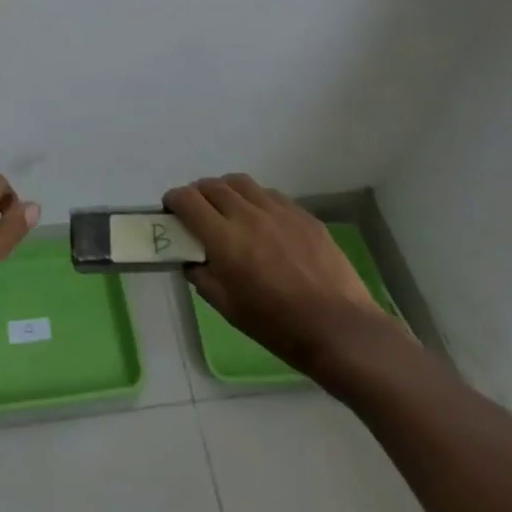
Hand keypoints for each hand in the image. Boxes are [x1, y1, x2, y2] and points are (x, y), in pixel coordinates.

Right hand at [165, 175, 396, 372]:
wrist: (339, 329)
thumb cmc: (278, 326)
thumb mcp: (229, 309)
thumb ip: (203, 277)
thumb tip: (191, 259)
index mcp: (225, 239)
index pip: (188, 200)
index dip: (174, 200)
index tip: (171, 211)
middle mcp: (248, 215)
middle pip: (212, 185)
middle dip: (197, 194)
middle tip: (197, 212)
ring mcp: (279, 210)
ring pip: (241, 183)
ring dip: (225, 191)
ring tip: (227, 210)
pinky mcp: (303, 214)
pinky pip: (270, 195)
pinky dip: (255, 200)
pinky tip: (261, 221)